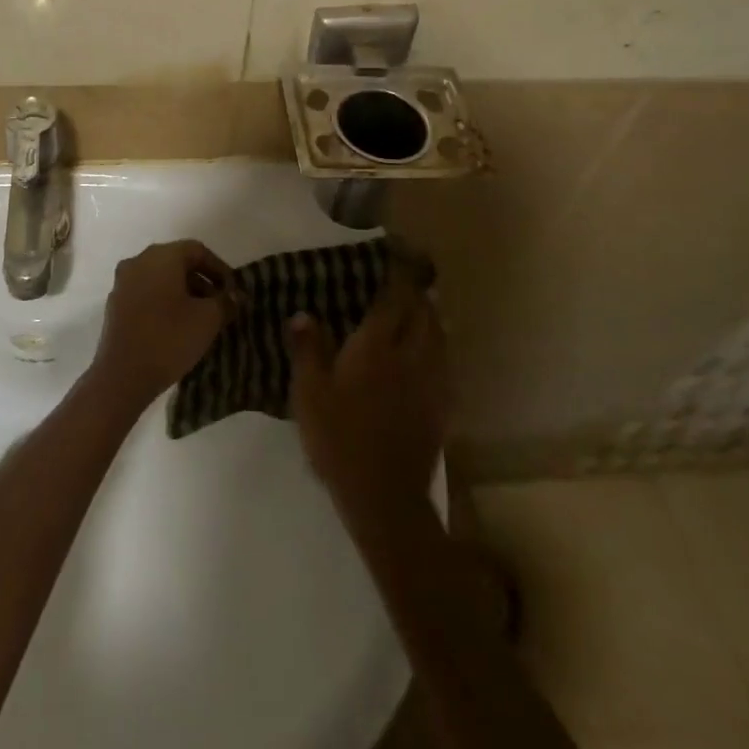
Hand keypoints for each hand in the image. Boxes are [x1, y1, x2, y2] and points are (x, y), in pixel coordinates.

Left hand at [89, 240, 238, 411]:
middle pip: (177, 262)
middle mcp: (139, 261)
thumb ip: (225, 302)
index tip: (233, 291)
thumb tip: (235, 296)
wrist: (122, 376)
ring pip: (160, 278)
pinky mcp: (115, 304)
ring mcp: (123, 282)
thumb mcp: (208, 320)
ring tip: (201, 317)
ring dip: (183, 292)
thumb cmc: (169, 339)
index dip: (219, 268)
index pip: (197, 250)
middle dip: (202, 281)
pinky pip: (146, 293)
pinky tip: (177, 326)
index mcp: (161, 256)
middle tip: (220, 304)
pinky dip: (164, 302)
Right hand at [287, 275, 447, 518]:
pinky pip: (445, 361)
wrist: (385, 496)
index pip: (394, 297)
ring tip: (418, 309)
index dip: (397, 272)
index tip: (395, 252)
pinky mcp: (442, 405)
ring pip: (440, 334)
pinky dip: (438, 345)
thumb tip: (303, 314)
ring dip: (431, 315)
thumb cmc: (340, 439)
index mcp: (377, 346)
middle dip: (417, 291)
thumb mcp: (309, 393)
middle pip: (424, 311)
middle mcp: (411, 355)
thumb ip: (308, 349)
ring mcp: (432, 381)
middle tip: (404, 280)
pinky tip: (426, 353)